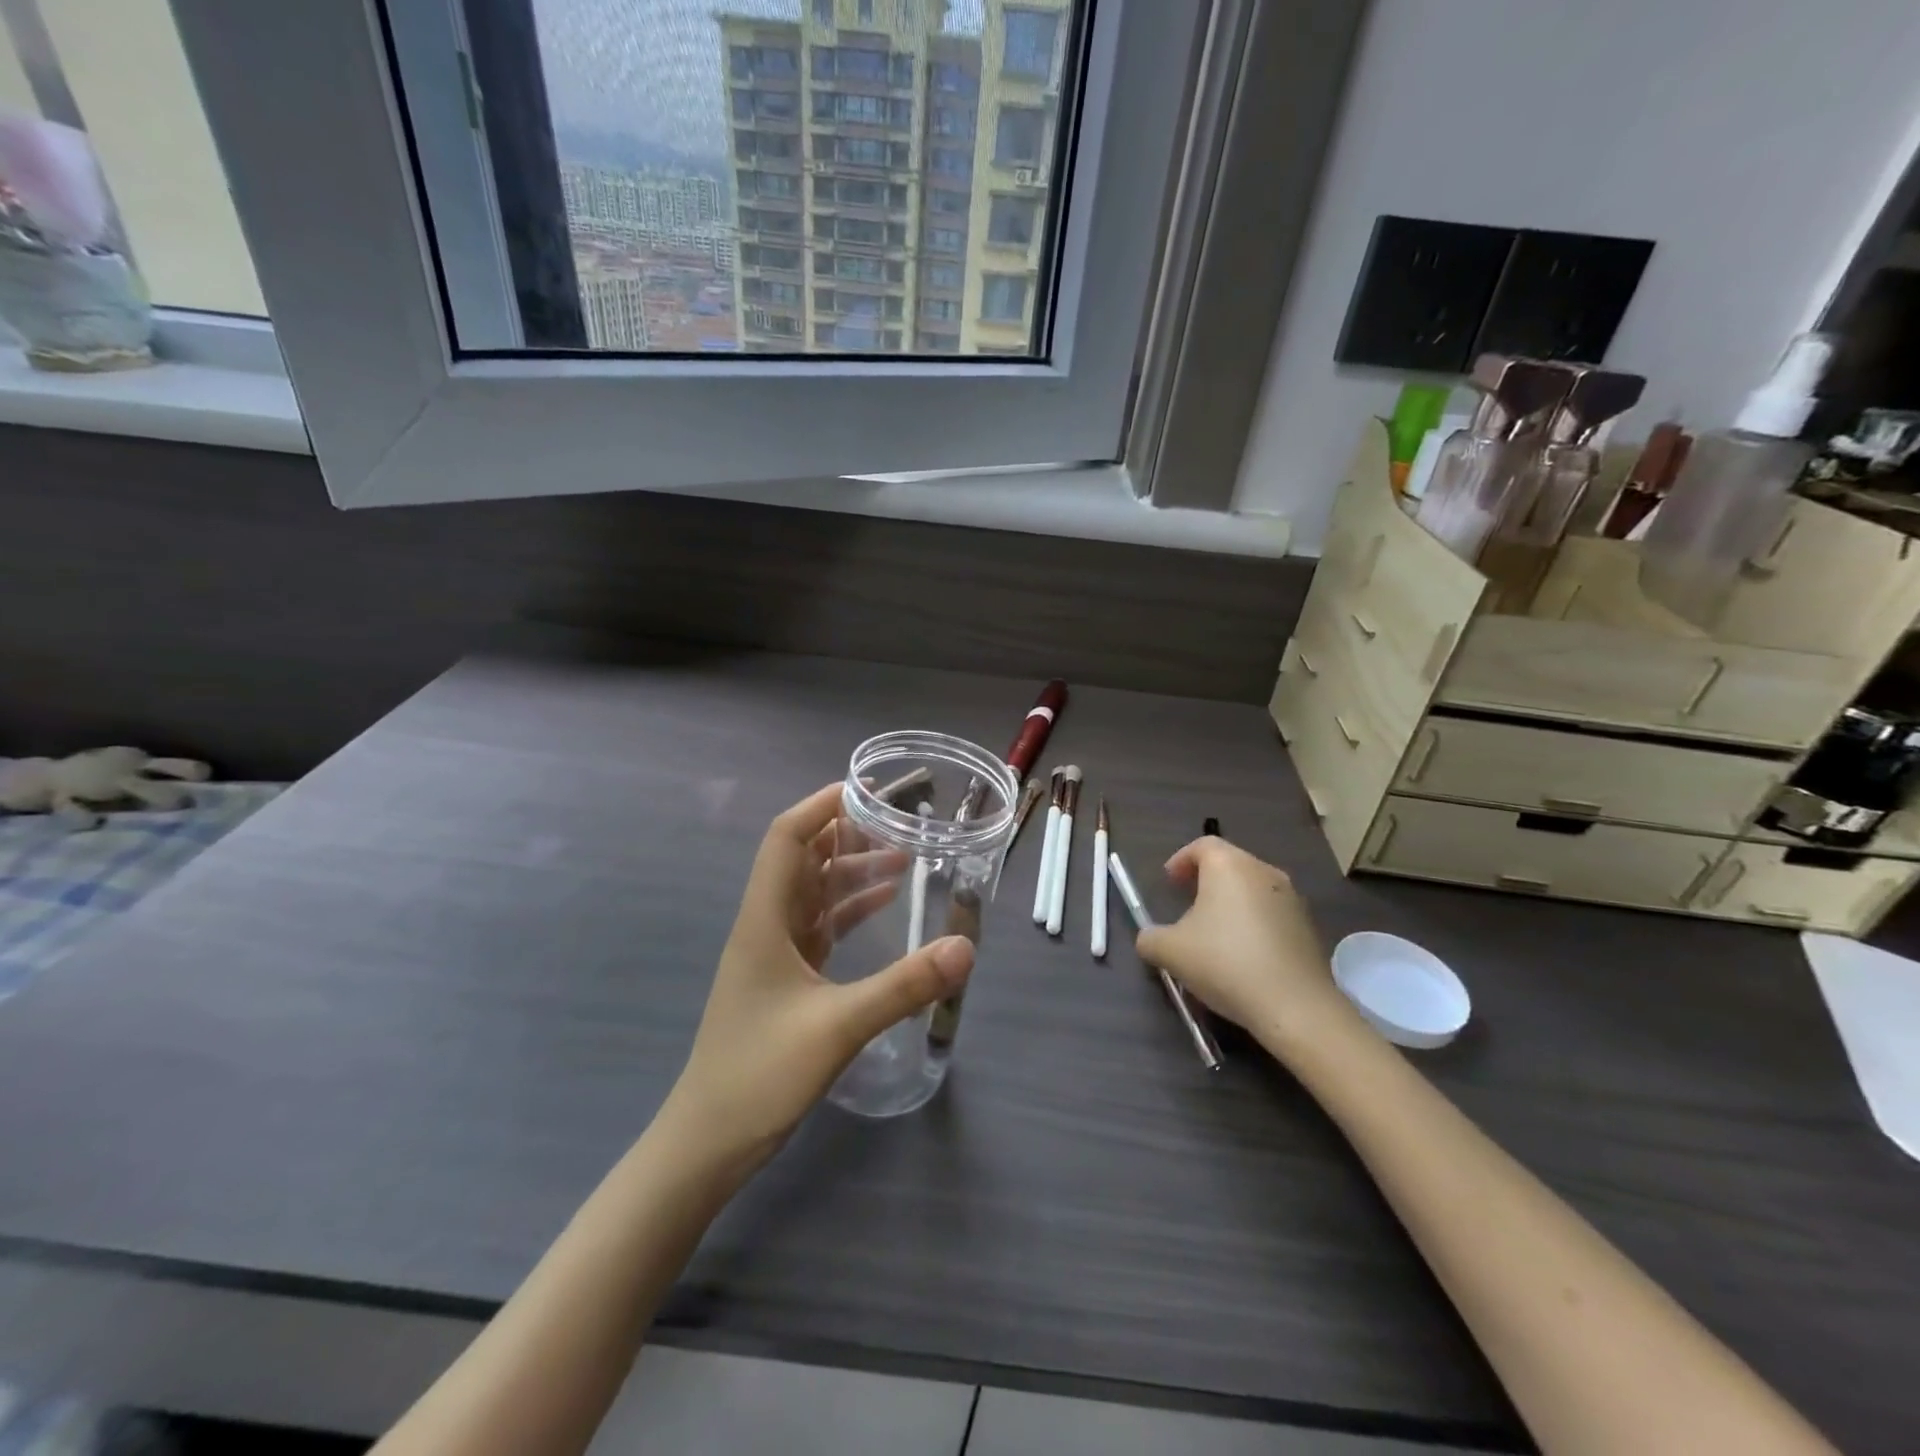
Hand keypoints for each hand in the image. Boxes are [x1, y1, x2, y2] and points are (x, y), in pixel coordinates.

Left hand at [663, 783, 974, 1172]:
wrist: (706, 1143)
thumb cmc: (759, 1075)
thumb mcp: (838, 1027)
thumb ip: (903, 986)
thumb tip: (966, 948)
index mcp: (765, 919)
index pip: (787, 838)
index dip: (822, 806)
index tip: (868, 790)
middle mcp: (766, 925)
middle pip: (803, 859)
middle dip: (847, 833)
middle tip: (899, 821)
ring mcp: (774, 953)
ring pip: (814, 892)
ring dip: (852, 871)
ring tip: (904, 858)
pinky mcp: (785, 979)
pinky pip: (820, 926)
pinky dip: (850, 909)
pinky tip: (884, 906)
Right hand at [1135, 837, 1350, 1051]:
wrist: (1295, 1005)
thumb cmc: (1225, 963)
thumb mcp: (1170, 952)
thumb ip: (1150, 939)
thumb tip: (1149, 939)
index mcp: (1229, 866)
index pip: (1202, 845)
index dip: (1182, 860)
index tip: (1170, 882)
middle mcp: (1263, 872)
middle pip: (1230, 864)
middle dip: (1206, 880)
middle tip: (1188, 904)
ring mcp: (1291, 898)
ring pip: (1253, 889)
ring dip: (1232, 902)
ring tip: (1215, 933)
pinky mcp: (1308, 926)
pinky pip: (1272, 913)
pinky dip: (1254, 923)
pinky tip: (1244, 955)